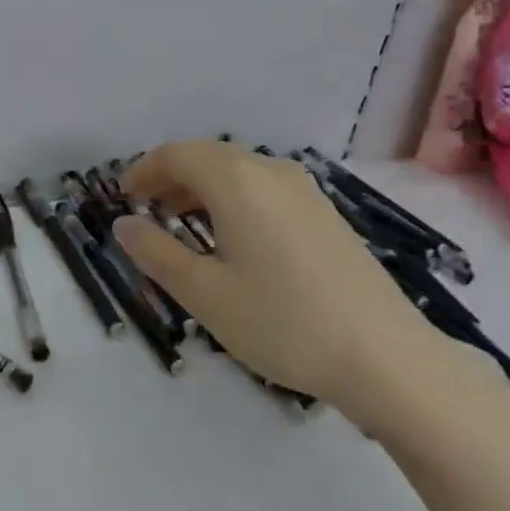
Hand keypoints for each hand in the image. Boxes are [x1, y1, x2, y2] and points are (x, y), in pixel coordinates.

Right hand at [117, 141, 464, 414]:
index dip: (144, 170)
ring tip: (181, 223)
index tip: (124, 197)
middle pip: (208, 156)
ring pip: (238, 170)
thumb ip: (156, 253)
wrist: (385, 356)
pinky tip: (231, 237)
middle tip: (146, 210)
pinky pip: (263, 187)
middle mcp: (271, 172)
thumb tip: (124, 224)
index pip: (177, 154)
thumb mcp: (204, 294)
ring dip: (201, 187)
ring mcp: (304, 190)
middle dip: (170, 177)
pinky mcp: (324, 213)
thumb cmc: (282, 322)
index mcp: (237, 182)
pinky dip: (232, 198)